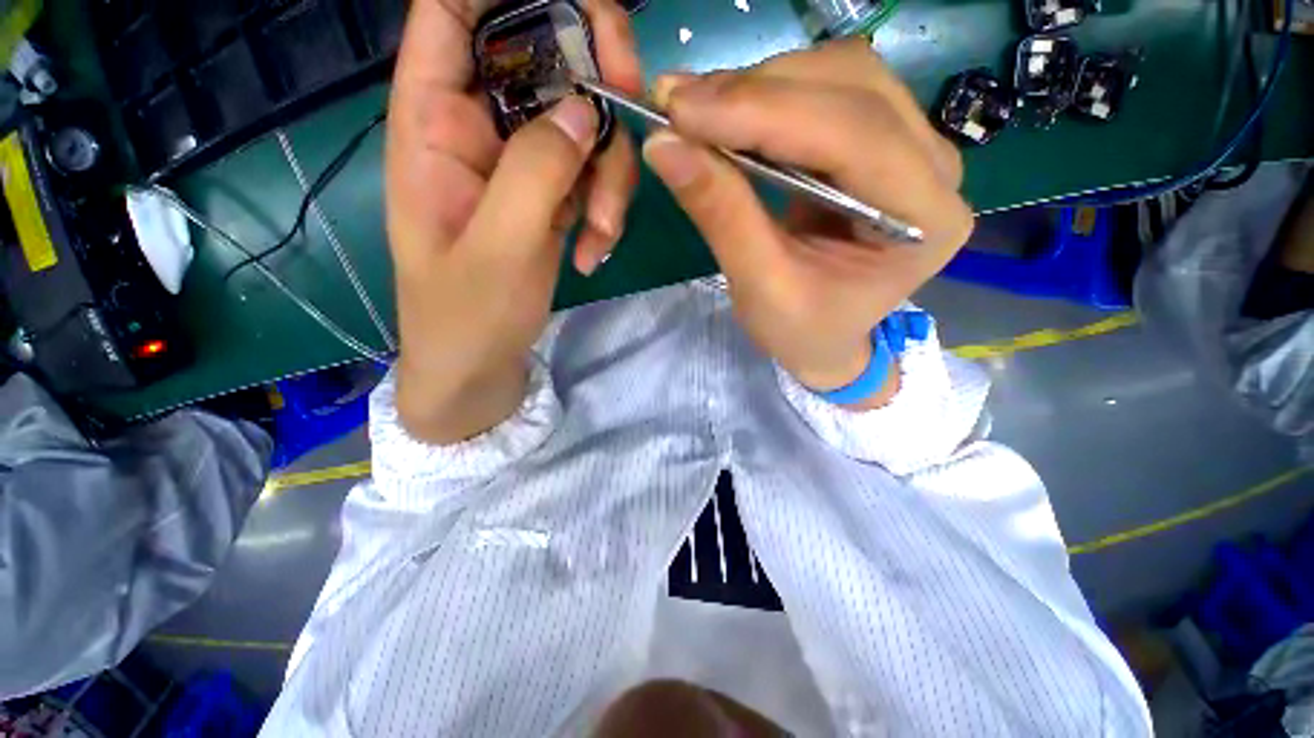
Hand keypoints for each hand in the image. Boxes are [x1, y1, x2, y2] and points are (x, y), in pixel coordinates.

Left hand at [386, 0, 641, 442]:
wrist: (480, 365)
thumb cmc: (466, 316)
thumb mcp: (498, 248)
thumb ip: (535, 172)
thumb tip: (584, 108)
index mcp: (433, 121)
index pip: (451, 12)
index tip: (576, 18)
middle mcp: (480, 128)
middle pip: (542, 56)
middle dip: (595, 80)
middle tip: (628, 115)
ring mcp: (523, 163)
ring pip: (584, 124)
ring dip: (608, 176)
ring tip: (601, 238)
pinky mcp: (552, 196)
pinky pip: (594, 173)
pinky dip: (607, 208)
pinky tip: (594, 252)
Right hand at [643, 39, 972, 407]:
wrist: (827, 340)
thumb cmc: (802, 331)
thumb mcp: (760, 287)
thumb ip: (721, 214)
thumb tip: (663, 145)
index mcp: (923, 220)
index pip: (852, 134)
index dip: (762, 111)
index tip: (680, 108)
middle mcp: (935, 168)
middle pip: (851, 86)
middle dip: (755, 91)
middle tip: (679, 107)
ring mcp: (913, 147)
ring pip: (838, 76)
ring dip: (759, 86)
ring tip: (697, 114)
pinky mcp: (880, 142)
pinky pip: (827, 92)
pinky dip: (768, 97)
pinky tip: (728, 116)